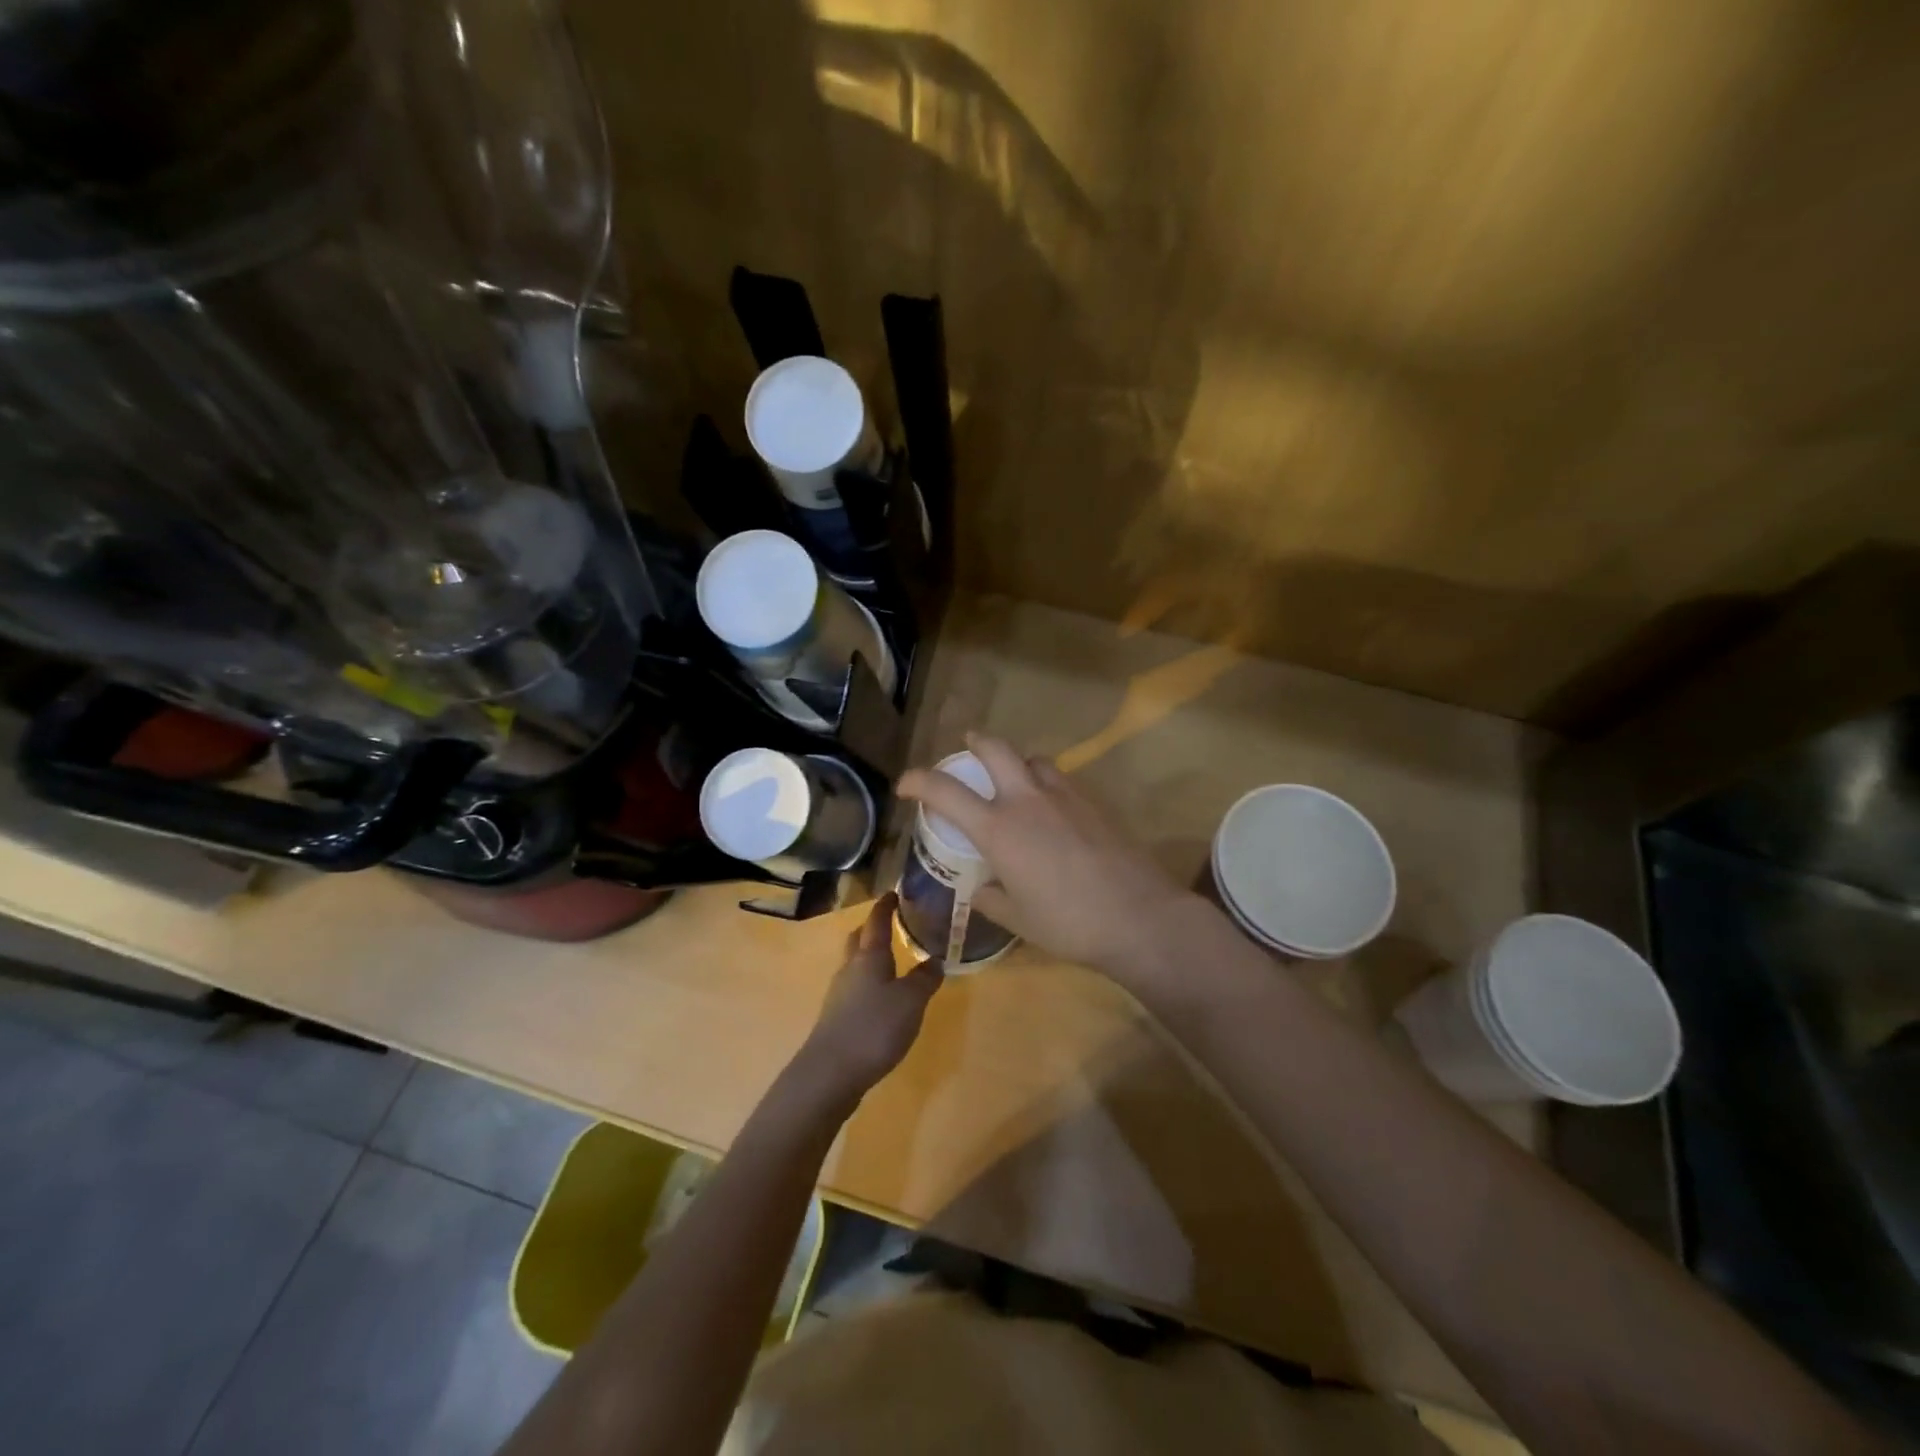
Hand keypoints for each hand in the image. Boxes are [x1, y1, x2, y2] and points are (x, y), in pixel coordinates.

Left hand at [796, 893, 940, 1108]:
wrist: (830, 1073)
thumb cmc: (874, 1028)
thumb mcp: (911, 1001)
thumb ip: (925, 979)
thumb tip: (935, 959)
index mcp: (869, 956)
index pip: (877, 921)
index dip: (886, 906)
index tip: (894, 893)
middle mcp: (850, 968)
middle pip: (859, 939)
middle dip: (872, 929)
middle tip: (891, 923)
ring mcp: (839, 994)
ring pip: (855, 964)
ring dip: (870, 957)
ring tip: (891, 960)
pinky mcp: (836, 1018)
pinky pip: (855, 988)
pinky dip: (869, 983)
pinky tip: (881, 998)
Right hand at [897, 733, 1211, 982]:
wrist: (1138, 916)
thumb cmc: (1068, 923)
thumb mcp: (1018, 918)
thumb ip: (991, 900)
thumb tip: (981, 889)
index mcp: (999, 828)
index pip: (945, 791)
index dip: (917, 781)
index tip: (905, 785)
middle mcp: (1027, 800)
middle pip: (995, 748)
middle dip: (976, 743)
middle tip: (968, 749)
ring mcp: (1065, 796)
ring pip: (1034, 759)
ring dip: (1017, 763)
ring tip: (1015, 782)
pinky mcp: (1094, 802)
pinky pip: (1061, 779)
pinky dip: (1046, 783)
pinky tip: (1052, 811)